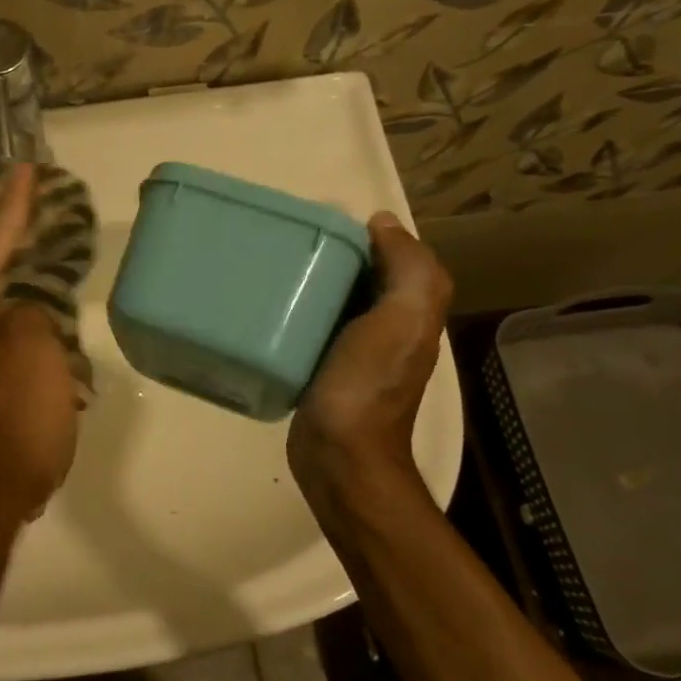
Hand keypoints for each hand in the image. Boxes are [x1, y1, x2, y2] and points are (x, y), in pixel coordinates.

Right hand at [288, 213, 452, 514]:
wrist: (340, 457)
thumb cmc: (367, 386)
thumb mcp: (402, 320)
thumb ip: (409, 269)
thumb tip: (383, 223)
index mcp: (411, 312)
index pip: (396, 259)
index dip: (369, 236)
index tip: (324, 223)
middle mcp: (389, 329)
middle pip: (364, 278)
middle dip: (335, 256)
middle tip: (290, 242)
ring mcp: (355, 353)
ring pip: (337, 303)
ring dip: (313, 284)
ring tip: (273, 268)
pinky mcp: (323, 371)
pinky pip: (314, 330)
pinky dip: (297, 314)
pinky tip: (269, 309)